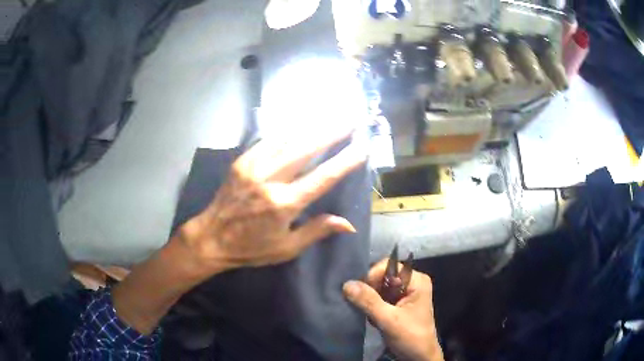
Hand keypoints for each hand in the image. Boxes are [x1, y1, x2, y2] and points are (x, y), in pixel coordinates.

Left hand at [177, 132, 365, 272]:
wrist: (210, 237)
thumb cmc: (251, 248)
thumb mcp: (286, 248)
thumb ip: (317, 231)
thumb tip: (349, 224)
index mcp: (284, 204)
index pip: (323, 178)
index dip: (345, 162)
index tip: (362, 148)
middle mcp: (270, 180)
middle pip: (306, 148)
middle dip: (332, 132)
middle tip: (351, 119)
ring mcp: (253, 166)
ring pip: (287, 138)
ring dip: (311, 125)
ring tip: (331, 115)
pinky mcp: (242, 161)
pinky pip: (268, 139)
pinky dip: (287, 130)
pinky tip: (299, 123)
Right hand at [343, 259, 443, 360]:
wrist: (418, 357)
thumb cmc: (411, 337)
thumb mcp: (389, 320)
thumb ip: (369, 302)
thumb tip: (346, 284)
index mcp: (416, 280)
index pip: (389, 266)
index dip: (373, 276)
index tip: (361, 292)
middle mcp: (411, 283)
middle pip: (383, 276)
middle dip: (370, 290)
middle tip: (362, 305)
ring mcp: (404, 294)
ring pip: (379, 287)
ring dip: (370, 300)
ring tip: (369, 314)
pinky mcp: (397, 305)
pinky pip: (379, 298)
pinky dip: (372, 306)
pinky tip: (373, 318)